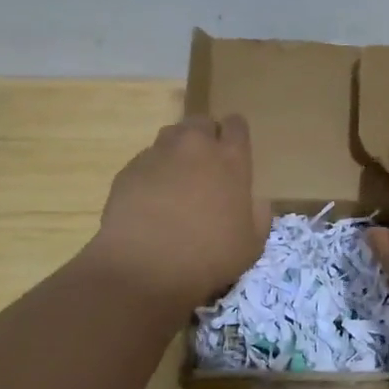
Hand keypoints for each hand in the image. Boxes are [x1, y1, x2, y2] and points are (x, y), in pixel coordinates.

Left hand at [88, 115, 269, 309]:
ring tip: (177, 179)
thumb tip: (256, 202)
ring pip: (171, 136)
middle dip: (206, 136)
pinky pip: (146, 160)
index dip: (235, 135)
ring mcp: (159, 154)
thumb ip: (259, 215)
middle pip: (202, 122)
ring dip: (178, 150)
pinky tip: (151, 199)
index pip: (236, 125)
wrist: (144, 267)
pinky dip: (153, 171)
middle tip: (206, 166)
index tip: (234, 152)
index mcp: (230, 159)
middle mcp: (194, 146)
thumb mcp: (251, 245)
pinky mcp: (129, 169)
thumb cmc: (208, 256)